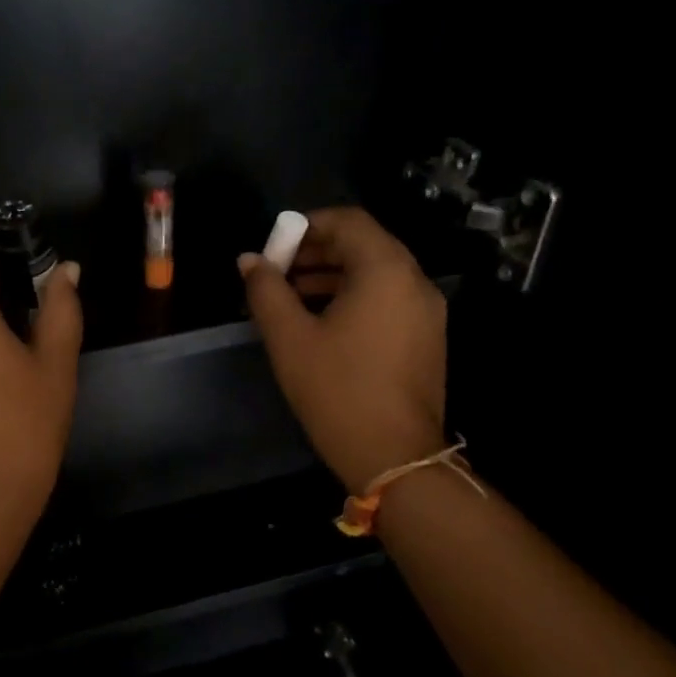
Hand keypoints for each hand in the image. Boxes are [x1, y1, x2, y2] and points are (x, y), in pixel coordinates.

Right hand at [238, 207, 446, 489]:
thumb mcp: (289, 337)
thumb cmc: (337, 389)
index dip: (306, 225)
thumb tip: (249, 260)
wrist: (394, 455)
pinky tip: (320, 324)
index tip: (273, 247)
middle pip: (364, 245)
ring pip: (375, 273)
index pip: (348, 221)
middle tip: (275, 272)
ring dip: (331, 276)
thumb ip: (266, 290)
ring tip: (289, 299)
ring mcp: (426, 311)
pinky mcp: (425, 337)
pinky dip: (352, 297)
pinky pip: (387, 299)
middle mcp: (414, 281)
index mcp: (385, 271)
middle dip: (316, 252)